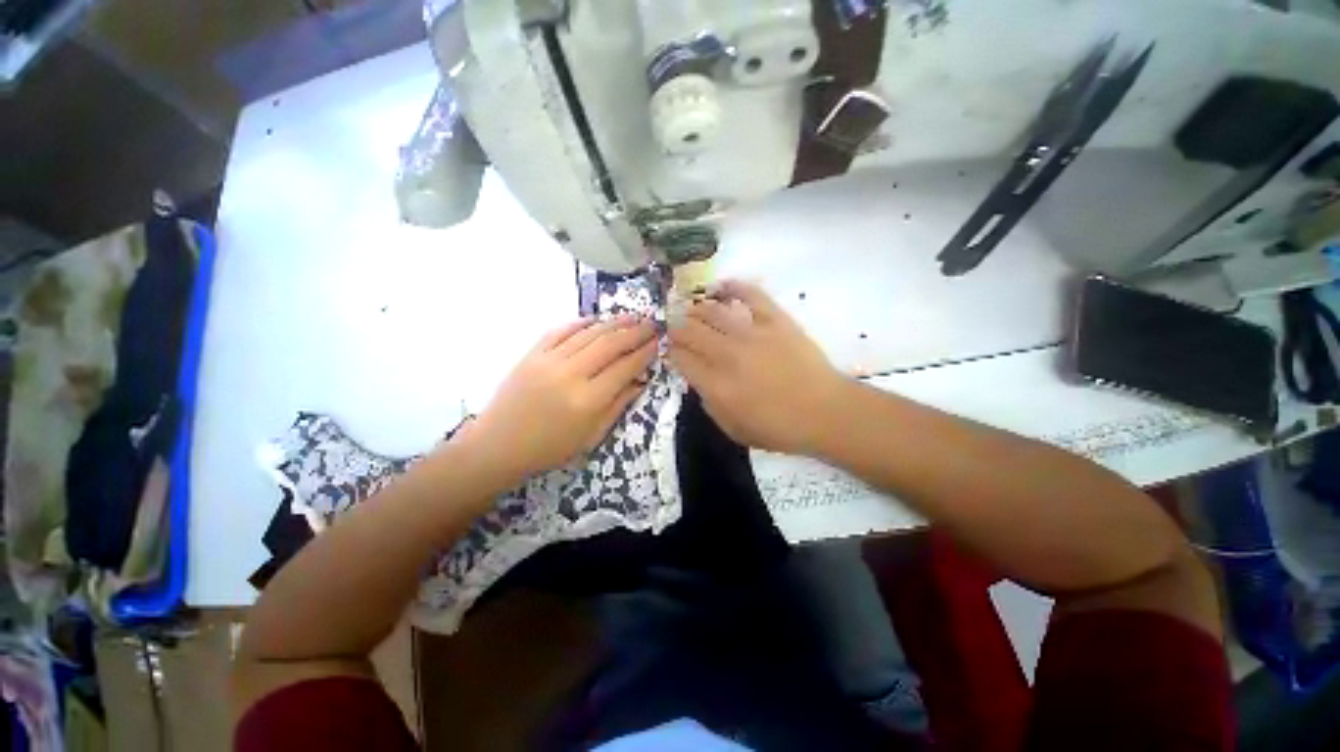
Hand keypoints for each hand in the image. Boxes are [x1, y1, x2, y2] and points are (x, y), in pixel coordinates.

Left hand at [466, 316, 657, 483]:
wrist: (499, 445)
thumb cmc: (551, 448)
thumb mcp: (592, 436)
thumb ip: (618, 405)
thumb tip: (641, 381)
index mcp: (588, 400)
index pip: (625, 367)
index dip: (645, 353)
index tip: (658, 343)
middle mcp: (571, 374)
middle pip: (610, 344)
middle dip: (635, 332)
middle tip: (651, 324)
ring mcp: (549, 360)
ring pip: (589, 333)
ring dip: (613, 323)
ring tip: (632, 317)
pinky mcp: (532, 354)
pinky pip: (561, 330)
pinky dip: (581, 323)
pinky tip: (596, 320)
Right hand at [668, 280, 848, 454]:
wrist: (825, 412)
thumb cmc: (779, 428)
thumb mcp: (733, 429)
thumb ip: (708, 404)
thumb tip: (698, 379)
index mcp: (716, 386)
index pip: (681, 358)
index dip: (671, 350)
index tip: (670, 348)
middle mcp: (728, 355)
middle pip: (690, 331)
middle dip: (677, 327)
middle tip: (675, 326)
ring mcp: (752, 334)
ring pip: (712, 311)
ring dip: (696, 309)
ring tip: (692, 310)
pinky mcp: (775, 320)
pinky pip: (750, 295)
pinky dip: (733, 287)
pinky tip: (721, 286)